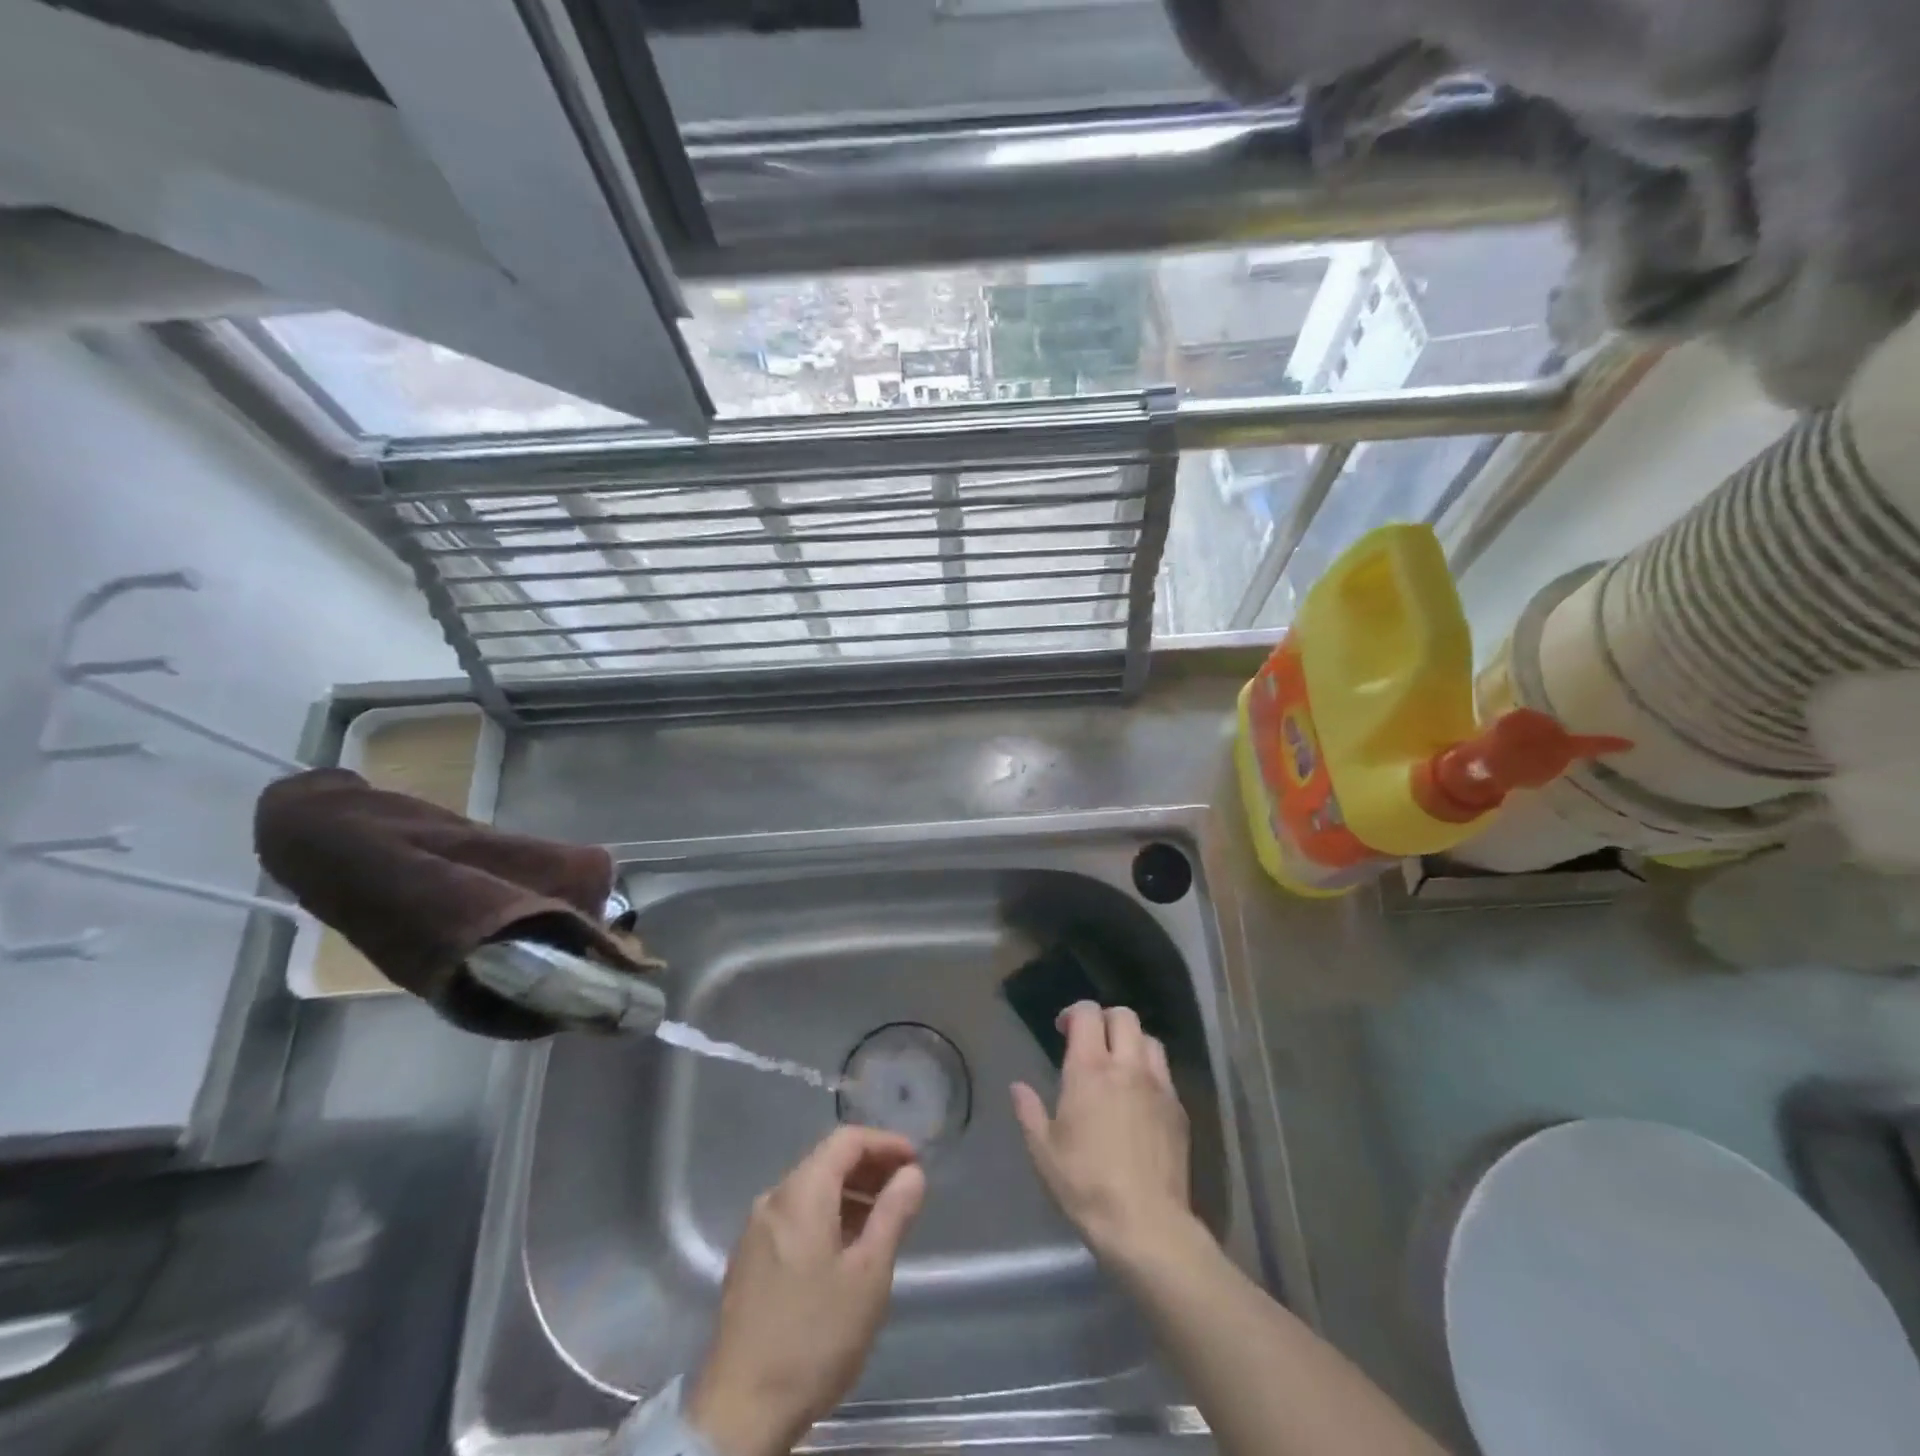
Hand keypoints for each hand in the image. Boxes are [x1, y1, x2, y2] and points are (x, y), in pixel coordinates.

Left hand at [687, 1127, 925, 1455]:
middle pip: (826, 1161)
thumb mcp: (868, 1275)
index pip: (846, 1140)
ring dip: (849, 1194)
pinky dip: (827, 1217)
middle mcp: (773, 1199)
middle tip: (905, 1189)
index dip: (885, 1143)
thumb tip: (911, 1173)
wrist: (740, 1414)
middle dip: (869, 1168)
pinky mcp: (749, 1262)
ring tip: (883, 1220)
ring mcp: (756, 1231)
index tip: (915, 1161)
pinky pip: (795, 1218)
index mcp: (801, 1193)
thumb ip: (893, 1214)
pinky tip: (846, 1250)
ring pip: (810, 1191)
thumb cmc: (814, 1337)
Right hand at [1011, 1001, 1194, 1264]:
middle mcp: (1127, 1067)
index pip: (1087, 1014)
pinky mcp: (1178, 1110)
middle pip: (1124, 1016)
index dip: (1074, 1013)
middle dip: (1105, 1019)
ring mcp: (1158, 1086)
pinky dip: (1149, 1072)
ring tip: (1118, 1064)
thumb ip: (1029, 1112)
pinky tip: (1139, 1098)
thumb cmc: (1086, 1185)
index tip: (1062, 1029)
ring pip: (1150, 1040)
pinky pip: (1164, 1073)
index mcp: (1089, 1070)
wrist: (1146, 1225)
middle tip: (1091, 1041)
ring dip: (1132, 1042)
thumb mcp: (1044, 1152)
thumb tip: (1018, 1087)